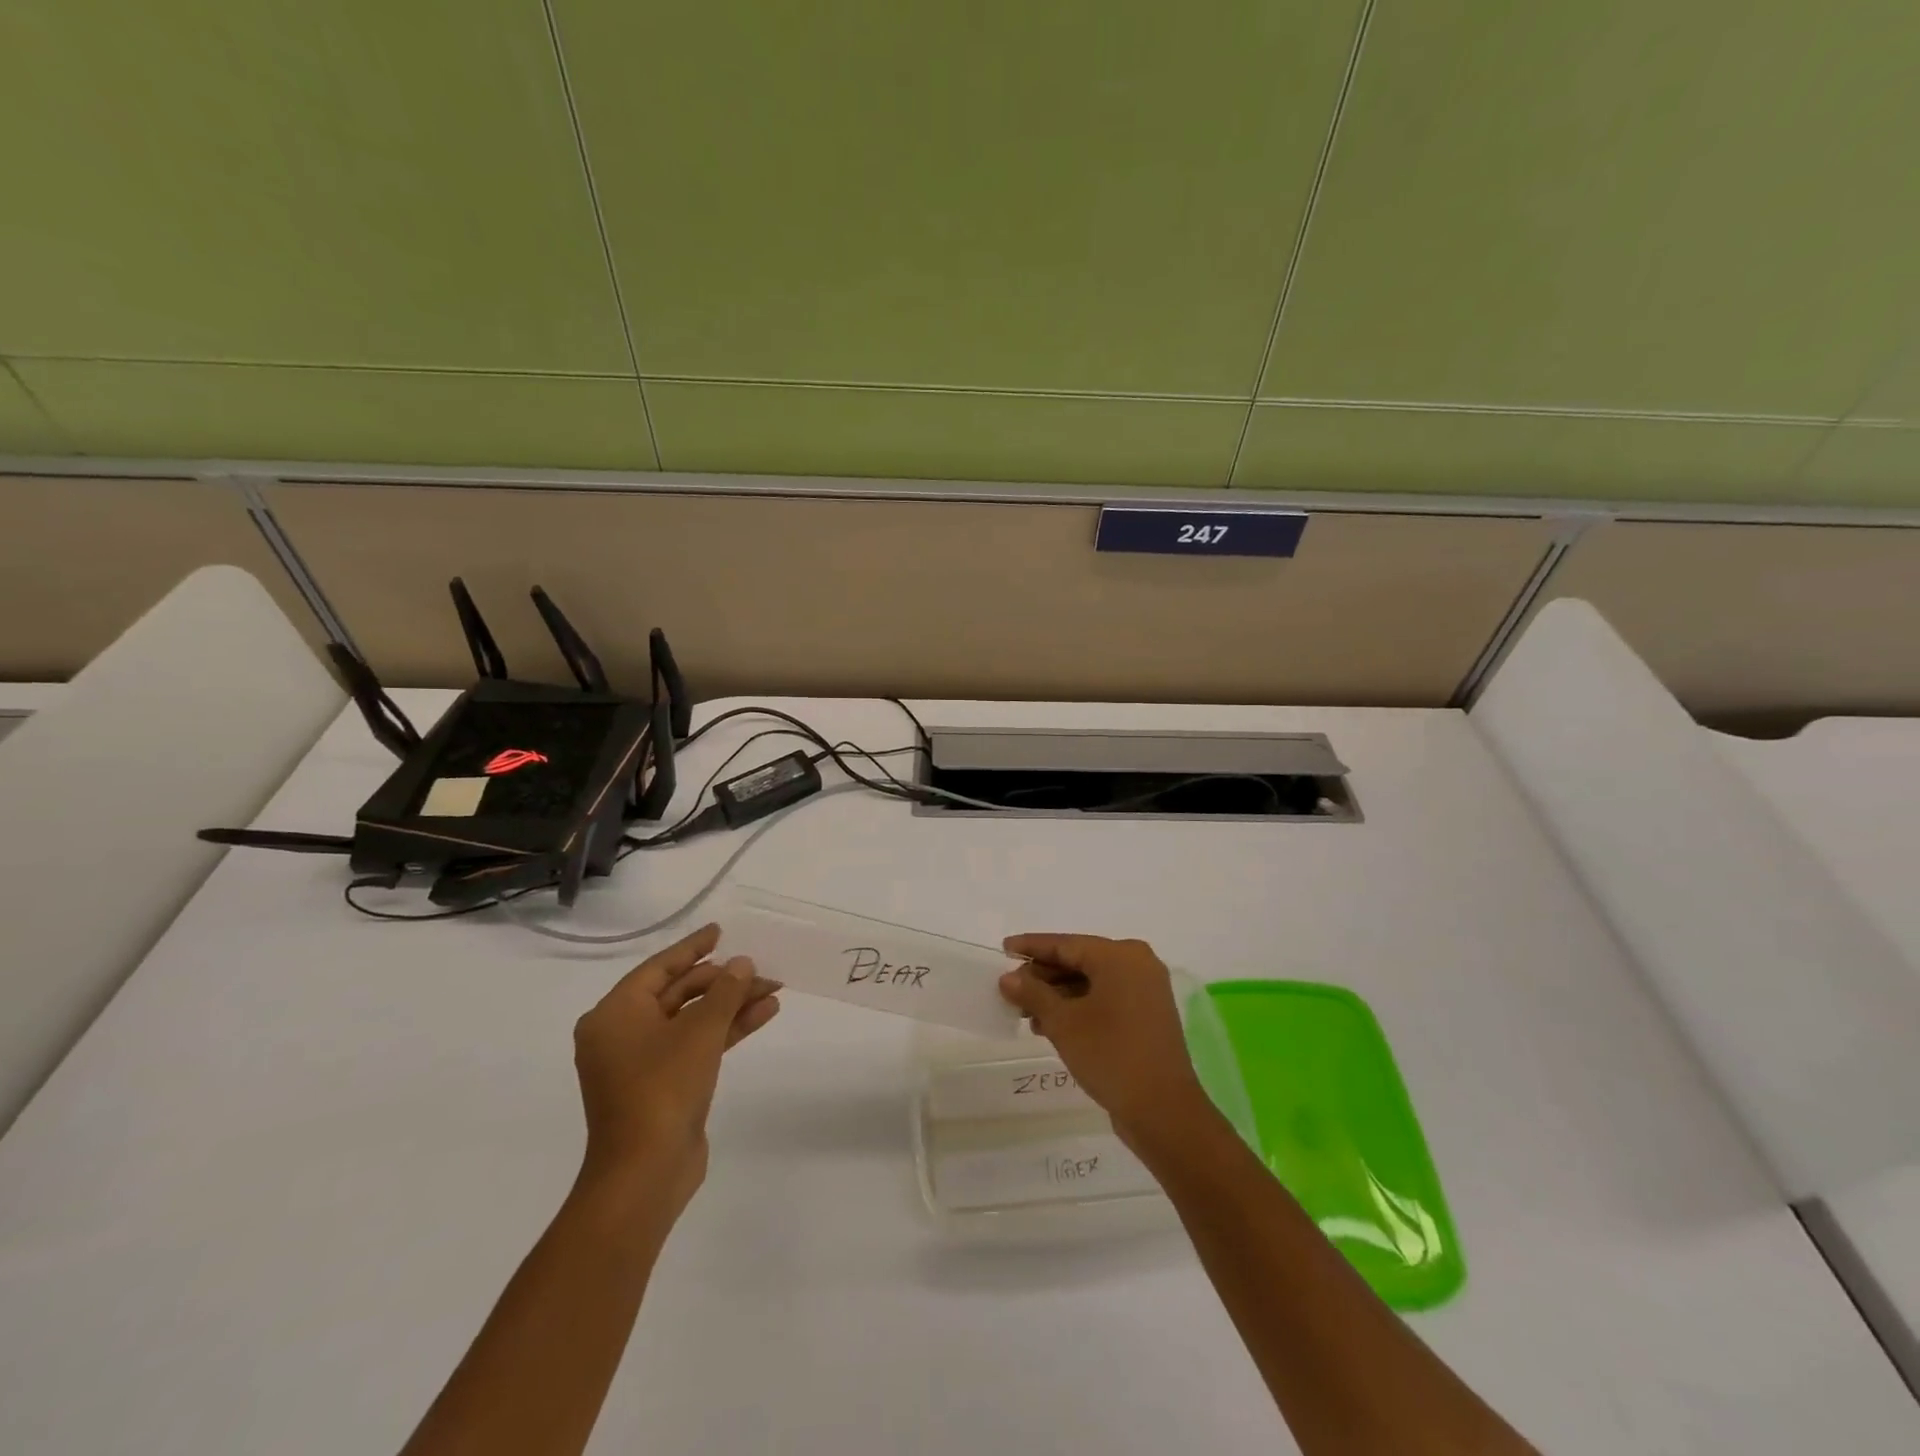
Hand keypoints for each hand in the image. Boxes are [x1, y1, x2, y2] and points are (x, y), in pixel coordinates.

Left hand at [572, 923, 779, 1211]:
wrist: (645, 1173)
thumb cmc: (662, 1089)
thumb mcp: (699, 1031)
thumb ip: (725, 991)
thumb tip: (741, 963)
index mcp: (614, 1014)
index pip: (659, 967)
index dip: (693, 947)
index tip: (720, 930)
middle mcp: (622, 1033)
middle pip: (679, 992)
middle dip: (723, 980)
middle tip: (761, 968)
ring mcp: (643, 1061)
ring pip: (692, 1019)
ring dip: (732, 1004)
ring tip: (774, 989)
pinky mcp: (663, 1084)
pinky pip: (697, 1043)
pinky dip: (727, 1029)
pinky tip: (764, 1014)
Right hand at [998, 933, 1213, 1149]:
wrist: (1163, 1111)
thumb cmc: (1111, 1055)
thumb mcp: (1063, 1023)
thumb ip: (1033, 994)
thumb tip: (1008, 978)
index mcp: (1120, 956)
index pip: (1066, 944)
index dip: (1032, 947)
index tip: (1004, 947)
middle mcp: (1137, 964)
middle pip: (1079, 961)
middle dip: (1043, 976)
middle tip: (1010, 989)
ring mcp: (1146, 990)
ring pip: (1091, 982)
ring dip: (1058, 996)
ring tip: (1025, 1013)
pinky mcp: (1147, 1015)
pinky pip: (1105, 999)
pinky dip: (1078, 1007)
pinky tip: (1050, 1025)